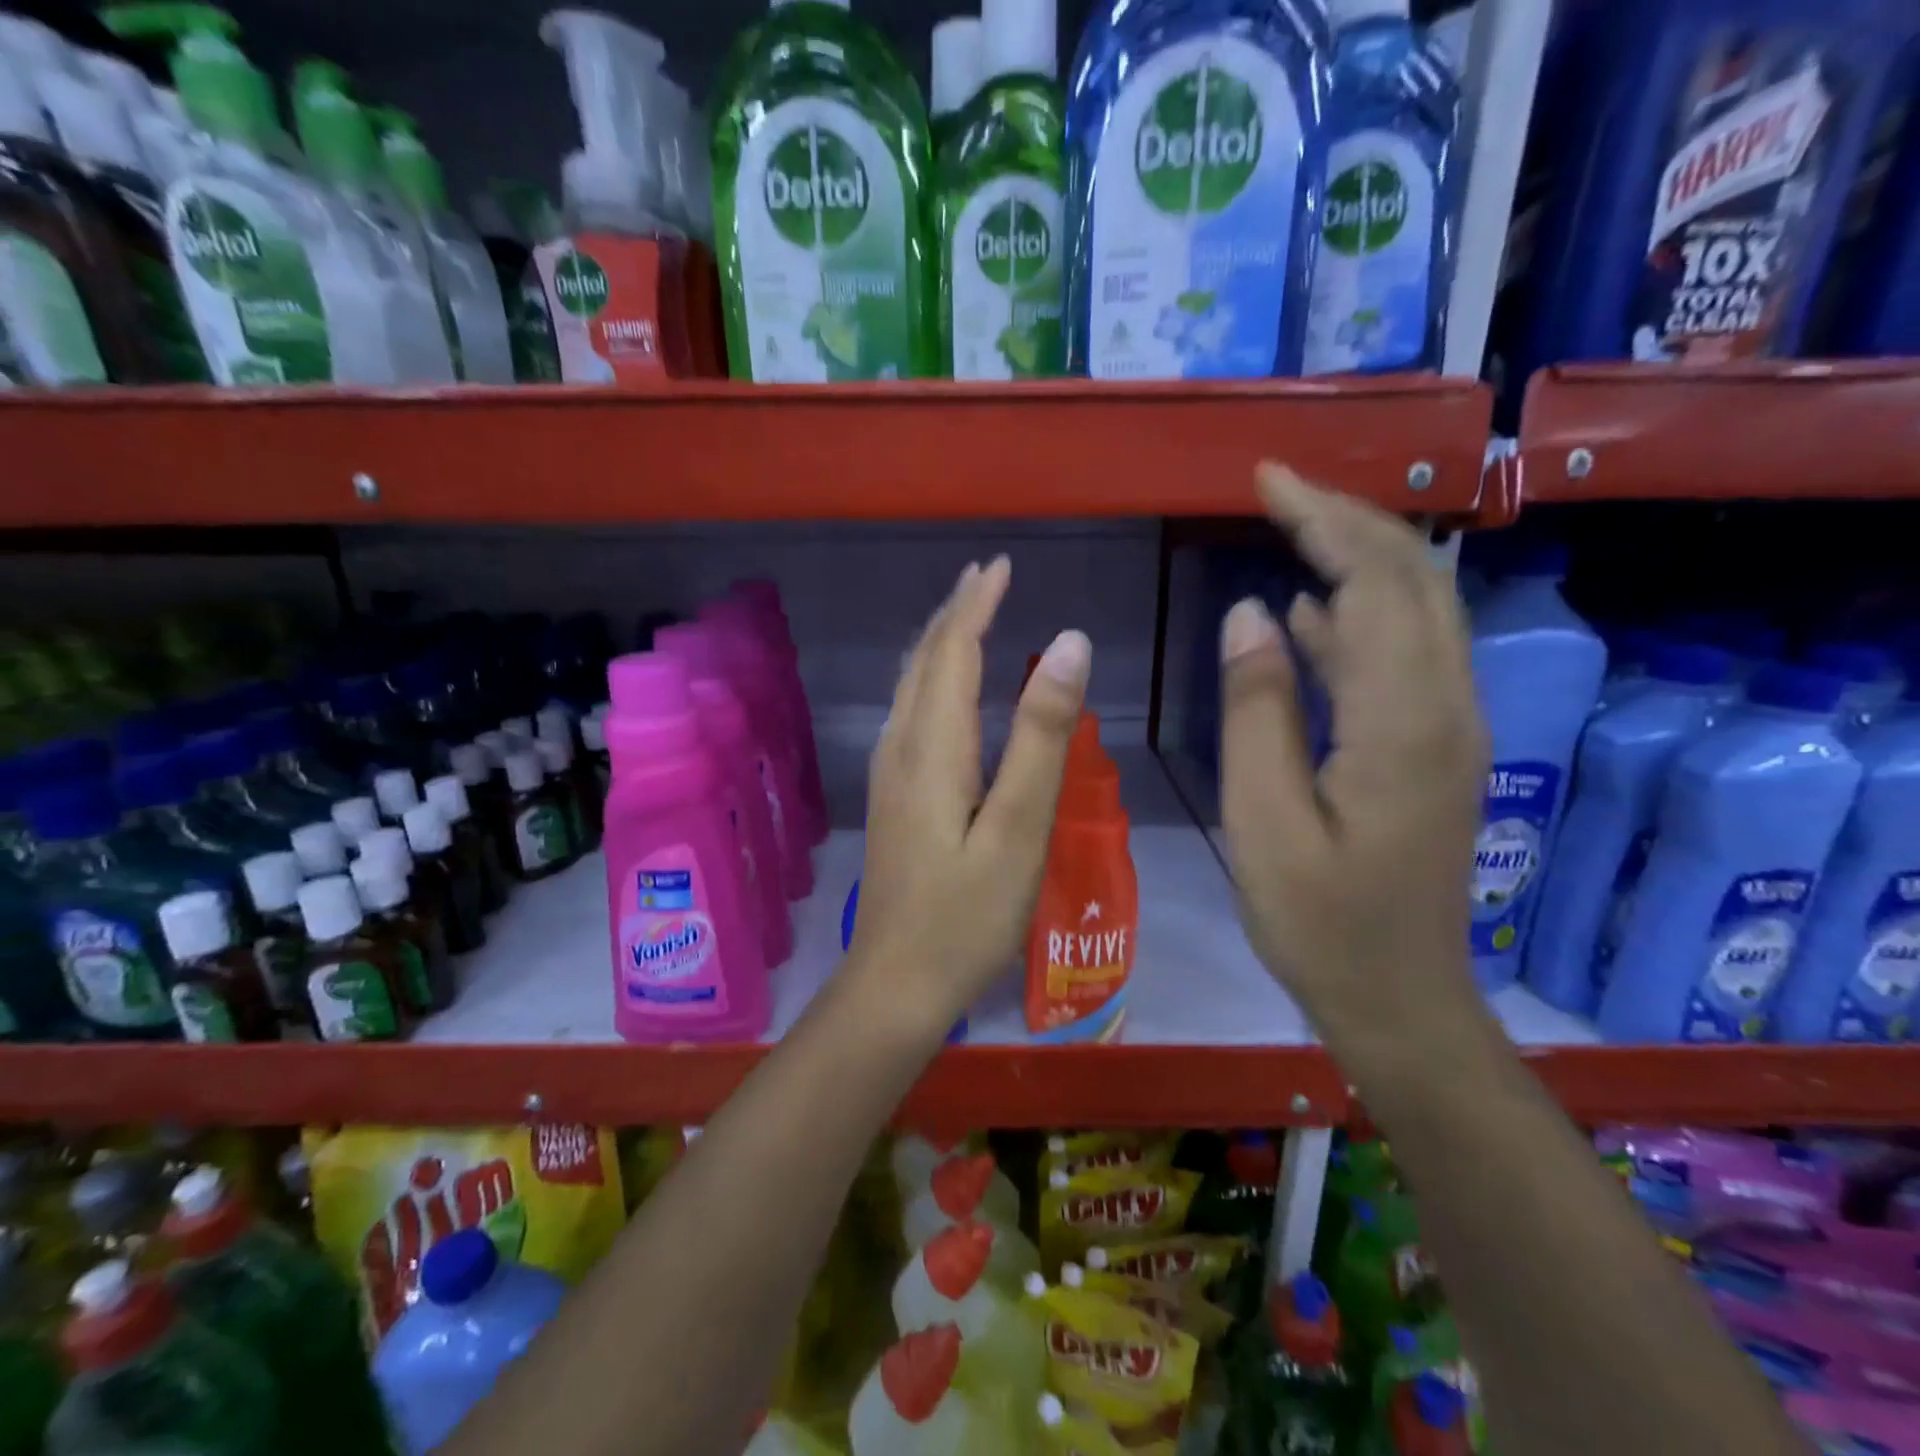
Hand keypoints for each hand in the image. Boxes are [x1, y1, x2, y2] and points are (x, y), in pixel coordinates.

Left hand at [850, 558, 1091, 1038]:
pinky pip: (909, 714)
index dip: (976, 605)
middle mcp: (902, 748)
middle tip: (987, 577)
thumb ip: (1041, 735)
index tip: (1001, 565)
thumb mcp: (1019, 827)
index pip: (952, 652)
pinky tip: (946, 691)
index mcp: (933, 747)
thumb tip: (1067, 644)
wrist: (896, 983)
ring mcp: (890, 774)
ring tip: (969, 616)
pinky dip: (932, 680)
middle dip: (954, 613)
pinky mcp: (892, 798)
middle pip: (923, 662)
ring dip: (939, 643)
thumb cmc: (967, 915)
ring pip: (910, 687)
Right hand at [1219, 465, 1489, 1066]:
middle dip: (1347, 518)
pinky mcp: (1438, 747)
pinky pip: (1404, 655)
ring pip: (1418, 609)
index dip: (1322, 520)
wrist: (1400, 999)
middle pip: (1413, 579)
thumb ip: (1257, 711)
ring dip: (1359, 556)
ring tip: (1290, 525)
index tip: (1266, 479)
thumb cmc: (1318, 922)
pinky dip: (1360, 615)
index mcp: (1401, 724)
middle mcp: (1447, 708)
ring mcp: (1452, 727)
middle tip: (1276, 487)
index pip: (1373, 584)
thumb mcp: (1261, 820)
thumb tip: (1252, 614)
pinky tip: (1310, 610)